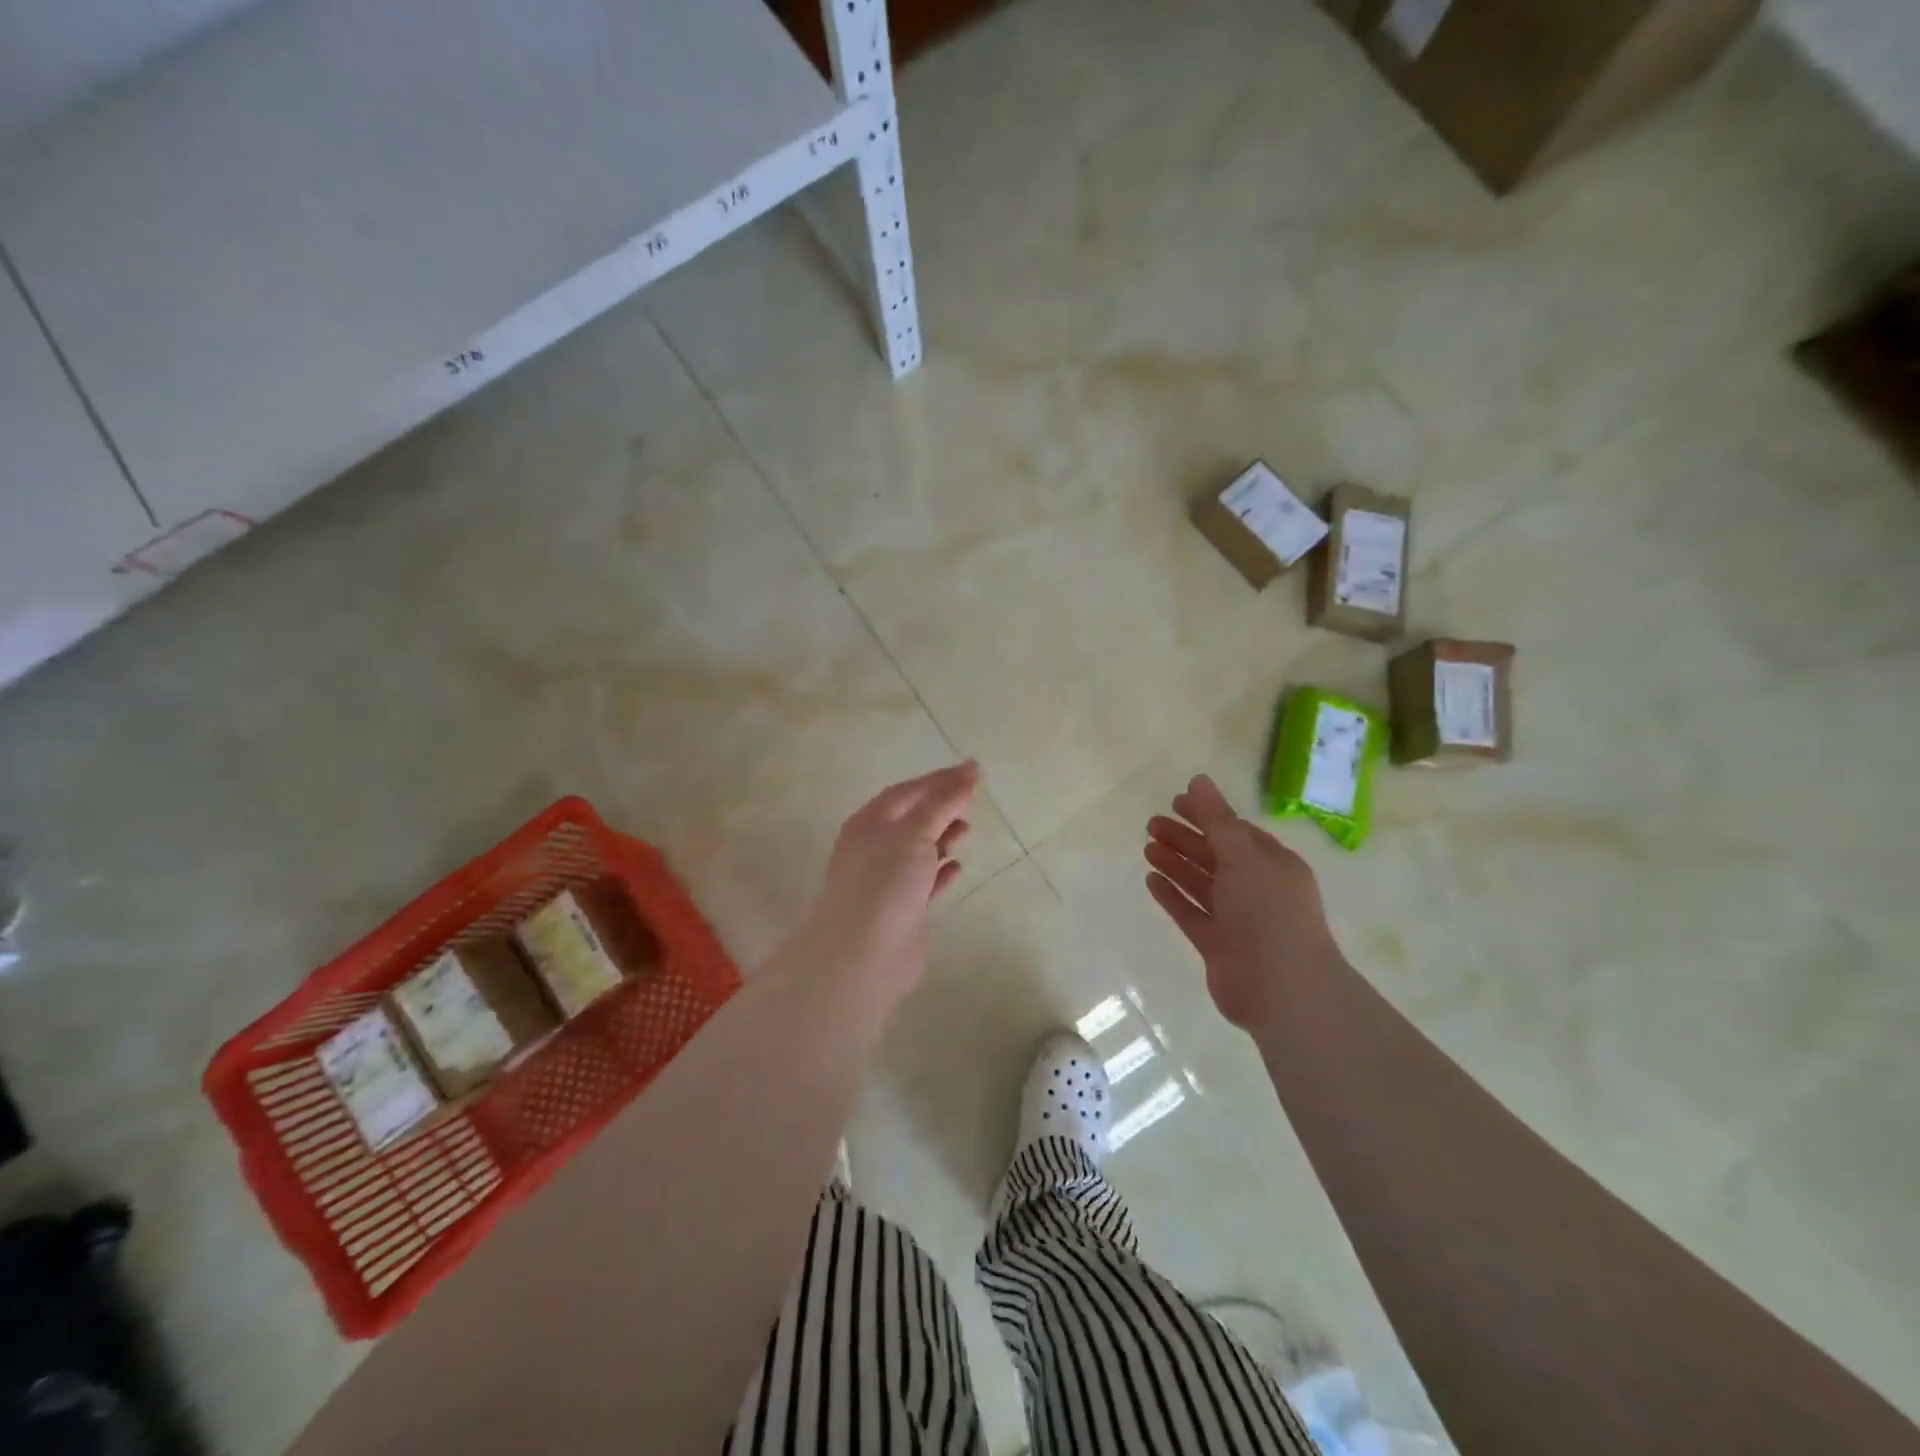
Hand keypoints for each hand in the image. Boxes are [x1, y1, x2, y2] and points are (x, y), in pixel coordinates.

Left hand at [791, 761, 977, 1000]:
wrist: (862, 956)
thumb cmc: (885, 884)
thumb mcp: (914, 833)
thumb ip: (942, 802)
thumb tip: (969, 770)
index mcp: (868, 824)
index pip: (907, 792)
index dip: (939, 780)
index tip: (973, 773)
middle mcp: (872, 848)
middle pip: (911, 820)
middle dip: (940, 809)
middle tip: (971, 806)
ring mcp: (884, 881)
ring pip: (917, 851)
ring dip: (942, 839)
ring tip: (966, 833)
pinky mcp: (900, 911)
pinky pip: (923, 883)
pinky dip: (940, 872)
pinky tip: (957, 868)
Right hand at [1143, 774, 1345, 1029]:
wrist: (1282, 988)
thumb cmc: (1268, 912)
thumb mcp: (1243, 856)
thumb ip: (1217, 819)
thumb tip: (1198, 779)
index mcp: (1273, 865)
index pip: (1236, 832)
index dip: (1207, 815)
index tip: (1175, 802)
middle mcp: (1257, 889)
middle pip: (1216, 856)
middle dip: (1186, 838)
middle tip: (1151, 823)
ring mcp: (1238, 920)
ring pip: (1202, 884)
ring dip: (1176, 864)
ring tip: (1147, 847)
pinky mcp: (1219, 946)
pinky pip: (1192, 913)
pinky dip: (1173, 896)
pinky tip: (1151, 880)